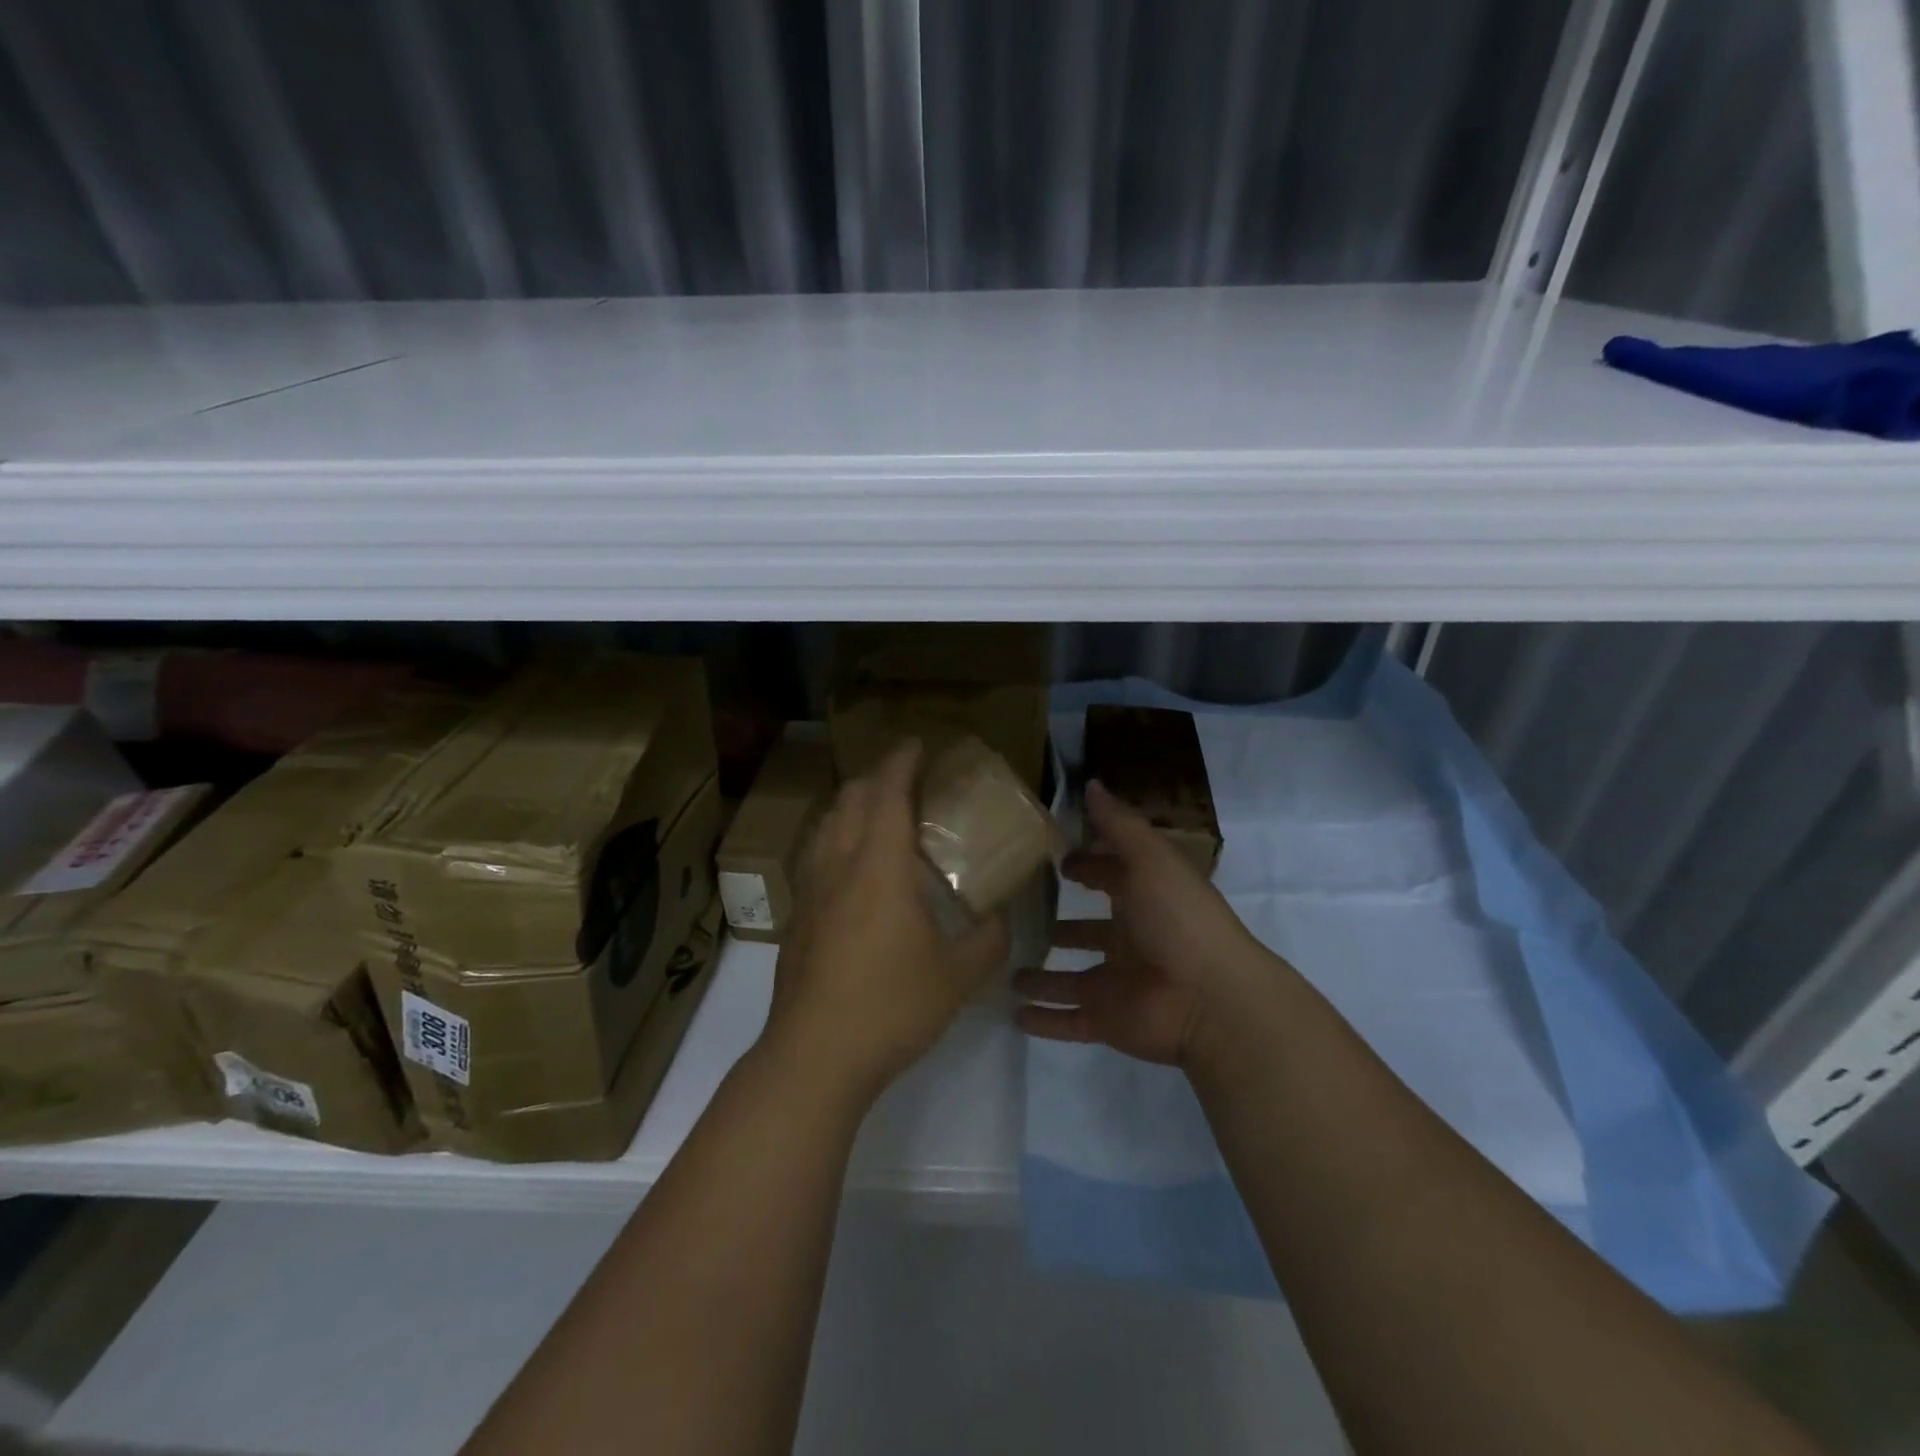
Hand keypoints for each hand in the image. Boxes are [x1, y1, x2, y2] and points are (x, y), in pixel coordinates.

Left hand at [763, 741, 1009, 1102]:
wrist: (815, 1056)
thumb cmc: (892, 1007)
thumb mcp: (959, 975)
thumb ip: (989, 939)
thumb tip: (1002, 917)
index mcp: (880, 867)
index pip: (887, 793)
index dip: (901, 761)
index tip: (917, 744)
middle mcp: (839, 865)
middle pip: (851, 799)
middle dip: (877, 777)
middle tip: (906, 780)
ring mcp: (811, 890)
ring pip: (826, 824)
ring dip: (852, 805)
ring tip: (877, 815)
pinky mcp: (796, 916)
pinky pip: (815, 854)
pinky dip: (835, 837)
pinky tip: (851, 867)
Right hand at [1015, 780, 1269, 1067]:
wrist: (1210, 1000)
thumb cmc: (1179, 919)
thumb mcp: (1150, 859)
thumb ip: (1118, 825)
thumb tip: (1091, 783)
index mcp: (1145, 899)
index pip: (1110, 878)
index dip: (1087, 868)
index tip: (1055, 861)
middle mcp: (1130, 940)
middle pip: (1088, 931)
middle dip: (1060, 925)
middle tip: (1017, 917)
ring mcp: (1117, 983)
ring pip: (1071, 978)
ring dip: (1043, 976)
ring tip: (1005, 971)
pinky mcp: (1106, 1019)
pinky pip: (1068, 1020)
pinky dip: (1044, 1020)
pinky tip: (1013, 1014)